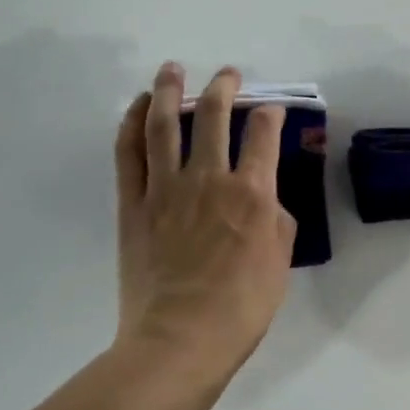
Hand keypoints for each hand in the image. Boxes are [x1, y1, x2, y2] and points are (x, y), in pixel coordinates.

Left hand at [114, 63, 296, 391]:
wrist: (180, 340)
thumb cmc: (241, 309)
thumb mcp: (280, 266)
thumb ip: (278, 225)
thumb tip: (267, 203)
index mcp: (252, 194)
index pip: (263, 136)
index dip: (271, 115)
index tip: (272, 110)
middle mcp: (209, 179)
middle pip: (215, 117)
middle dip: (224, 89)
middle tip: (228, 75)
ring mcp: (166, 188)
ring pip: (165, 125)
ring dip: (170, 91)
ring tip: (173, 69)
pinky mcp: (133, 204)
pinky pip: (129, 154)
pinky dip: (132, 124)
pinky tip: (139, 107)